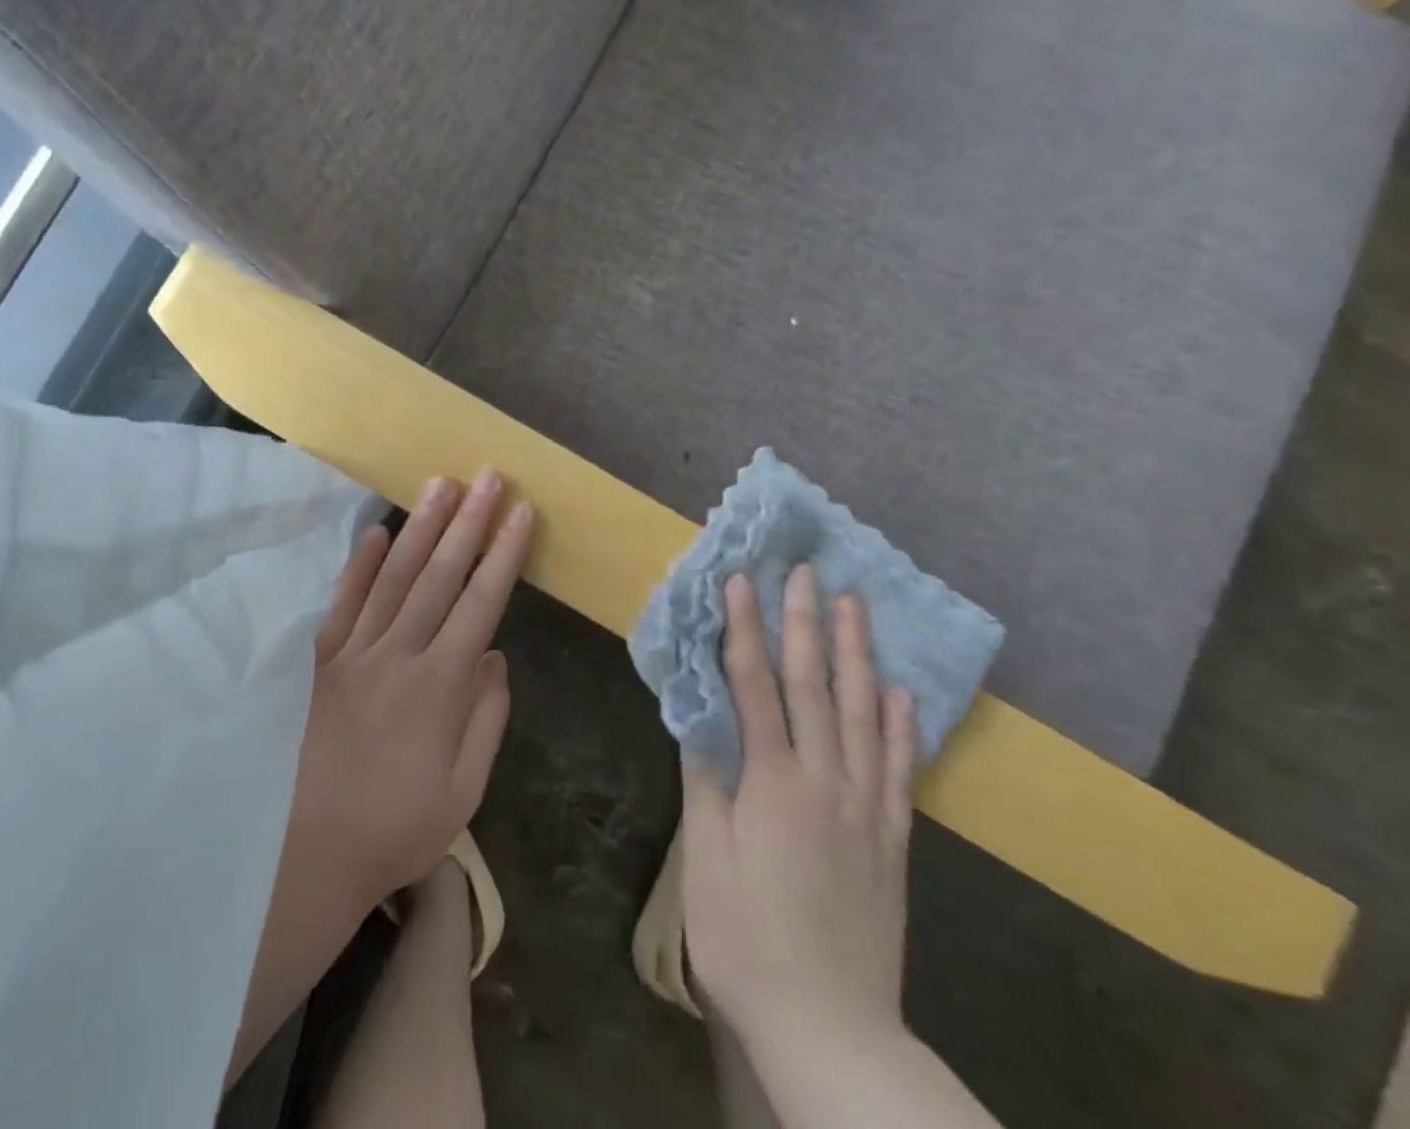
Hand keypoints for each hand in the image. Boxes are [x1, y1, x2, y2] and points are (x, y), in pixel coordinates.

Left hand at [228, 470, 531, 1083]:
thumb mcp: (461, 793)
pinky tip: (374, 532)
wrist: (303, 855)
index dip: (503, 555)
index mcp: (439, 687)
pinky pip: (341, 603)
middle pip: (438, 576)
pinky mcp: (317, 662)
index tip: (520, 513)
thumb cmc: (392, 830)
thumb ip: (484, 721)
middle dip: (468, 523)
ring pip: (392, 577)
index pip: (480, 604)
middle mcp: (398, 656)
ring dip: (420, 528)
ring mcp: (353, 653)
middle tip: (488, 476)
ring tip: (442, 486)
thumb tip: (497, 659)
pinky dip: (358, 566)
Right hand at [682, 565, 916, 1056]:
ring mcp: (867, 809)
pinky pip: (901, 770)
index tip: (740, 581)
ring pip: (865, 716)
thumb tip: (699, 714)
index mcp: (774, 783)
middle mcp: (826, 782)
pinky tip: (902, 693)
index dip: (744, 630)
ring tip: (856, 608)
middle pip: (815, 687)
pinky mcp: (893, 841)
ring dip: (858, 656)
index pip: (755, 686)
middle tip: (808, 572)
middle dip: (807, 624)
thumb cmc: (746, 939)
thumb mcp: (707, 858)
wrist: (831, 1028)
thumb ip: (706, 779)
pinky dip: (902, 726)